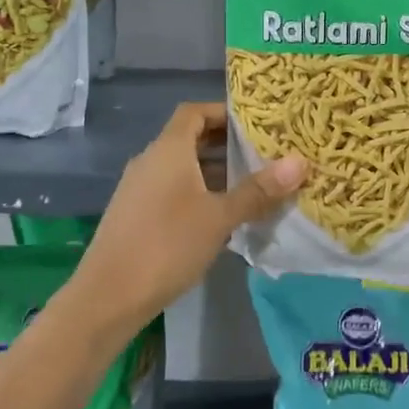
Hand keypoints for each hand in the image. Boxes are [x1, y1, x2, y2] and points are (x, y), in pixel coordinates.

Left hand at [60, 103, 304, 342]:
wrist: (108, 296)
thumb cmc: (167, 245)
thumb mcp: (220, 217)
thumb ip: (258, 190)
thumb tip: (300, 161)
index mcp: (168, 149)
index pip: (195, 111)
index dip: (223, 112)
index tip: (255, 124)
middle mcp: (150, 160)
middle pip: (190, 138)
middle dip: (226, 145)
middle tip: (264, 155)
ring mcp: (138, 188)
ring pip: (182, 168)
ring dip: (214, 172)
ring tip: (251, 186)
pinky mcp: (135, 214)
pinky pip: (171, 190)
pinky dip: (197, 193)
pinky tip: (220, 217)